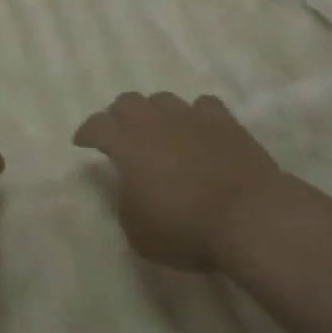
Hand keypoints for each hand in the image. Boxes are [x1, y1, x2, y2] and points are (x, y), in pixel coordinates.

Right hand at [73, 93, 286, 271]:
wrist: (250, 216)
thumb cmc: (187, 230)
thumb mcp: (139, 233)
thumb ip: (126, 204)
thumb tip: (130, 188)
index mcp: (127, 145)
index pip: (97, 126)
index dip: (86, 132)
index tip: (82, 142)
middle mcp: (155, 122)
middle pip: (128, 101)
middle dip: (118, 115)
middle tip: (119, 134)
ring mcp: (191, 117)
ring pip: (163, 99)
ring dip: (155, 113)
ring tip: (160, 131)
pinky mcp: (224, 121)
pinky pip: (202, 106)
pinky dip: (195, 116)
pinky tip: (198, 130)